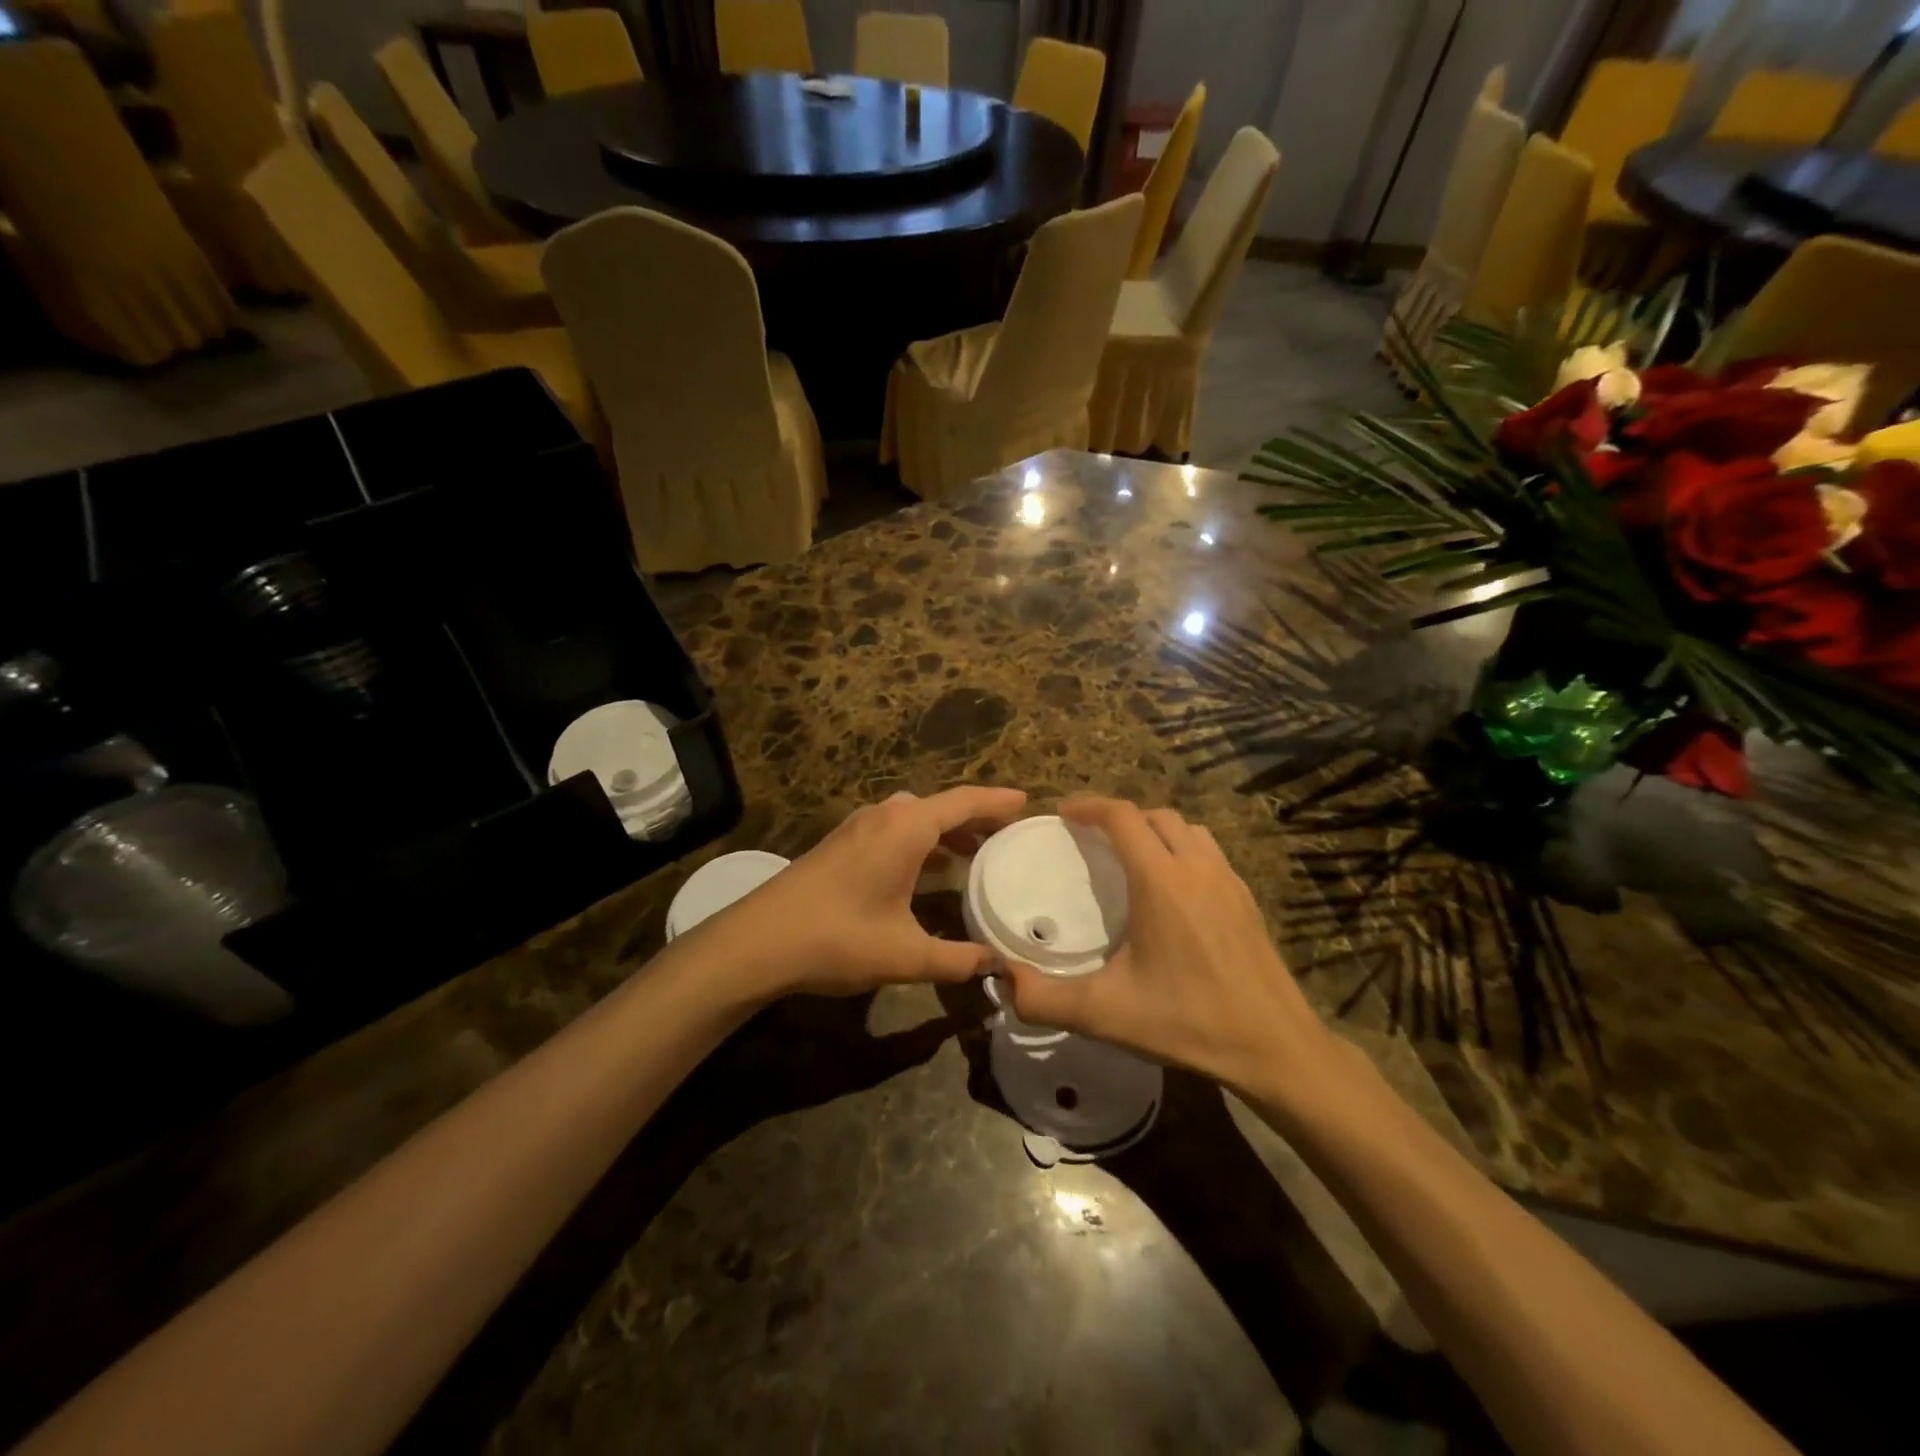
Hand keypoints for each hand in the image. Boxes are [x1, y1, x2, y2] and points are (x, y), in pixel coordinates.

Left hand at [720, 786, 1026, 998]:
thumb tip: (999, 969)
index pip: (964, 801)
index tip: (1029, 803)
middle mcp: (885, 815)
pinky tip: (930, 871)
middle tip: (1010, 834)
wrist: (757, 941)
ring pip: (916, 818)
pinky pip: (896, 830)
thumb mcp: (905, 954)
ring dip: (947, 831)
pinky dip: (923, 841)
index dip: (999, 801)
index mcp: (906, 827)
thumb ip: (957, 960)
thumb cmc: (837, 937)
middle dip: (977, 817)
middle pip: (942, 806)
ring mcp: (859, 827)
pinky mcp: (843, 844)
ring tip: (978, 853)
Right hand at [1002, 797, 1345, 1105]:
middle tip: (1090, 837)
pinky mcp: (1247, 900)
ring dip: (1155, 829)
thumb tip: (1002, 979)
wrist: (1275, 1047)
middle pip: (1155, 815)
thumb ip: (1044, 998)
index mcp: (1161, 880)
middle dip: (1119, 816)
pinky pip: (1210, 853)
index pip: (1122, 816)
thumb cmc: (1188, 1021)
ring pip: (1188, 829)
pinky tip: (1173, 890)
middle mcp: (1197, 868)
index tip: (1061, 812)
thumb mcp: (1105, 1013)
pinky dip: (1183, 850)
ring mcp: (1228, 881)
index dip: (1088, 805)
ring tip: (1131, 856)